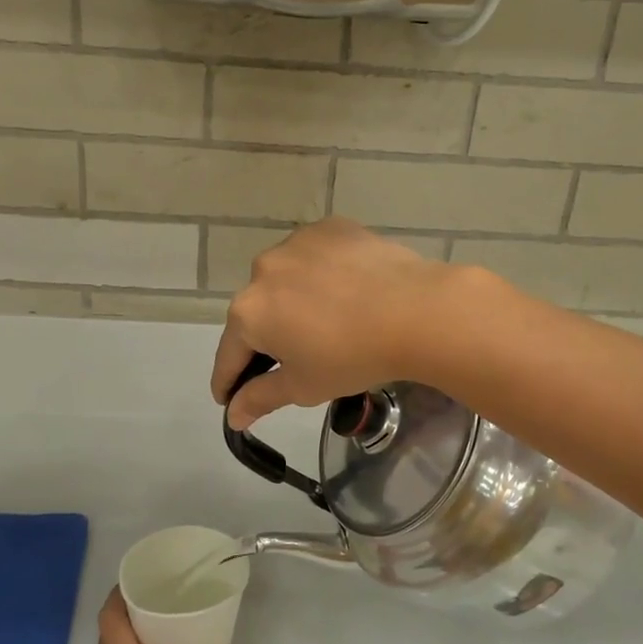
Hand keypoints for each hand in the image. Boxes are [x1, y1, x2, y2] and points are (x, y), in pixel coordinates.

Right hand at [210, 219, 471, 429]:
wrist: (415, 311)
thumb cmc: (352, 357)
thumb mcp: (303, 386)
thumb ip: (260, 398)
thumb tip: (233, 415)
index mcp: (248, 312)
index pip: (229, 353)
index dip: (227, 380)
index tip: (227, 397)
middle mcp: (262, 270)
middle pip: (257, 311)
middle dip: (266, 337)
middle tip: (289, 359)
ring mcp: (297, 243)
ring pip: (285, 279)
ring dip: (293, 299)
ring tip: (324, 320)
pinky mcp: (330, 228)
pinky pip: (315, 256)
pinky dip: (321, 273)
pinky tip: (344, 289)